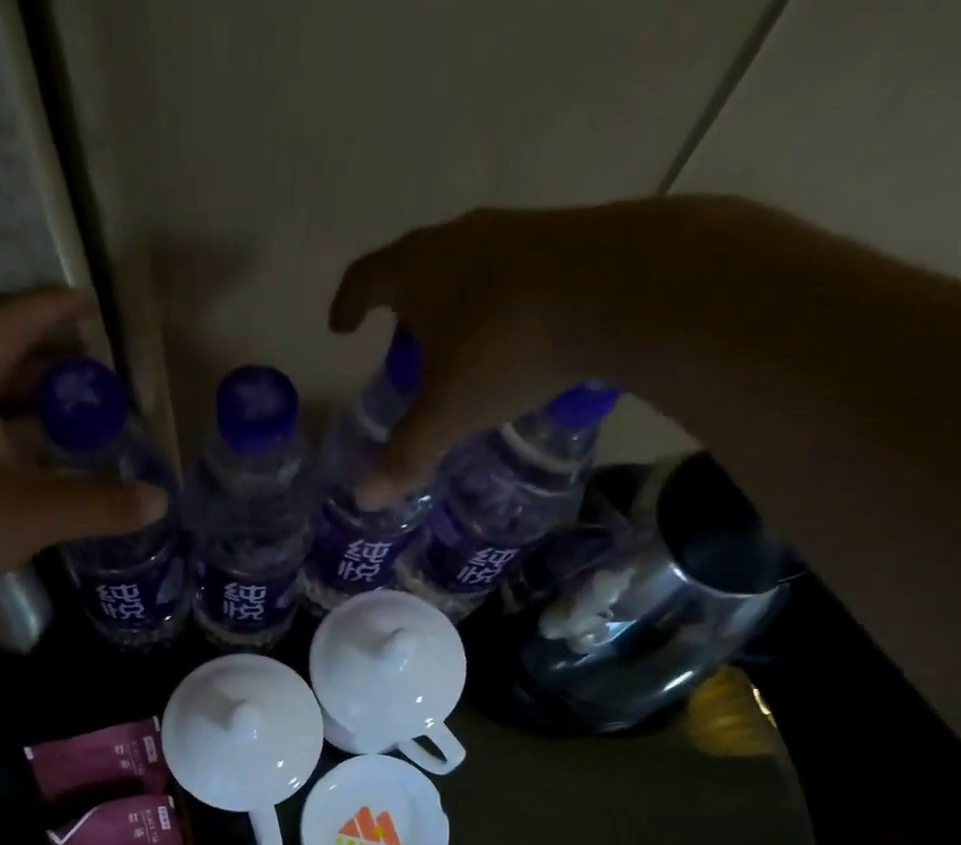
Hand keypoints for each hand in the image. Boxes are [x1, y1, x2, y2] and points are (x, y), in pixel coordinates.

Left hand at [0, 290, 165, 621]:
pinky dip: (26, 454)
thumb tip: (159, 500)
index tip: (91, 305)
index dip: (53, 310)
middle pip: (4, 367)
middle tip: (101, 380)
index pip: (11, 325)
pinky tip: (56, 477)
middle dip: (54, 369)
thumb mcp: (32, 510)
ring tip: (88, 425)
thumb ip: (99, 504)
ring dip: (40, 415)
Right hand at [330, 206, 618, 503]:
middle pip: (414, 265)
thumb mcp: (451, 411)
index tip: (341, 326)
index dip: (348, 303)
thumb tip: (365, 498)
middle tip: (401, 344)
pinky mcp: (560, 236)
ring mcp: (512, 230)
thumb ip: (407, 454)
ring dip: (451, 300)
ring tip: (457, 342)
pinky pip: (509, 270)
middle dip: (401, 305)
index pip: (365, 278)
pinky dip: (496, 300)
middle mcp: (459, 238)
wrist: (619, 287)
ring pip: (465, 264)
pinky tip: (513, 332)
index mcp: (419, 271)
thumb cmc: (510, 347)